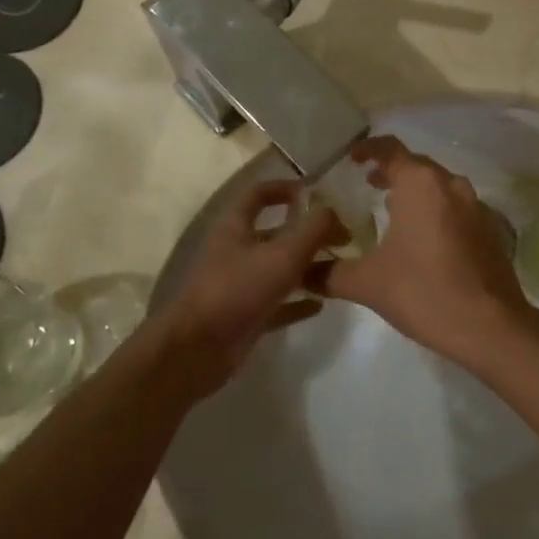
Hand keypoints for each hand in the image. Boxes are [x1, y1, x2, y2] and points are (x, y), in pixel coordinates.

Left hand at [161, 180, 344, 396]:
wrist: (197, 350)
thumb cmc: (238, 290)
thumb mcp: (283, 254)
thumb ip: (313, 229)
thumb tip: (333, 210)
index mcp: (235, 227)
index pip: (258, 194)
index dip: (285, 188)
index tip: (315, 193)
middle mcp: (235, 251)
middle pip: (274, 233)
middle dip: (306, 233)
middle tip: (341, 238)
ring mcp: (238, 285)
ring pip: (276, 269)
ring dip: (306, 267)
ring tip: (338, 268)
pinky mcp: (243, 316)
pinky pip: (276, 303)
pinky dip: (297, 301)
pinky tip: (321, 305)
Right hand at [313, 138, 538, 368]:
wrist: (491, 327)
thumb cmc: (424, 292)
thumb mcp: (367, 283)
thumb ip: (329, 273)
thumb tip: (302, 273)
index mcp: (421, 184)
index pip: (390, 149)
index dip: (368, 149)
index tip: (352, 158)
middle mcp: (451, 185)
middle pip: (416, 165)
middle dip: (391, 172)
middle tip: (367, 184)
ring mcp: (476, 206)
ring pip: (439, 186)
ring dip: (415, 192)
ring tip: (392, 211)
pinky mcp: (491, 230)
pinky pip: (456, 208)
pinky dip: (436, 211)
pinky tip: (424, 240)